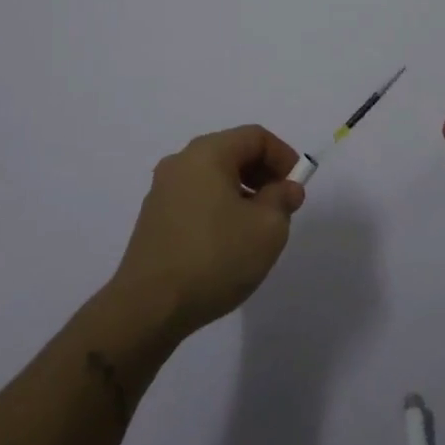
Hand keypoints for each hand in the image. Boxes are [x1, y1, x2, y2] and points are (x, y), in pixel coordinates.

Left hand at [112, 124, 306, 338]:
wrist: (148, 308)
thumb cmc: (215, 258)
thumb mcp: (268, 229)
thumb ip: (283, 200)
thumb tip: (285, 189)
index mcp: (207, 153)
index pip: (255, 137)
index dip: (283, 156)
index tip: (297, 188)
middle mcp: (181, 162)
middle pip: (233, 152)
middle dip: (263, 175)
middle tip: (282, 206)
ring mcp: (162, 191)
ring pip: (214, 177)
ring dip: (242, 193)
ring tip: (257, 229)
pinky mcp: (153, 219)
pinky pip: (196, 199)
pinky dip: (219, 208)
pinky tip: (227, 243)